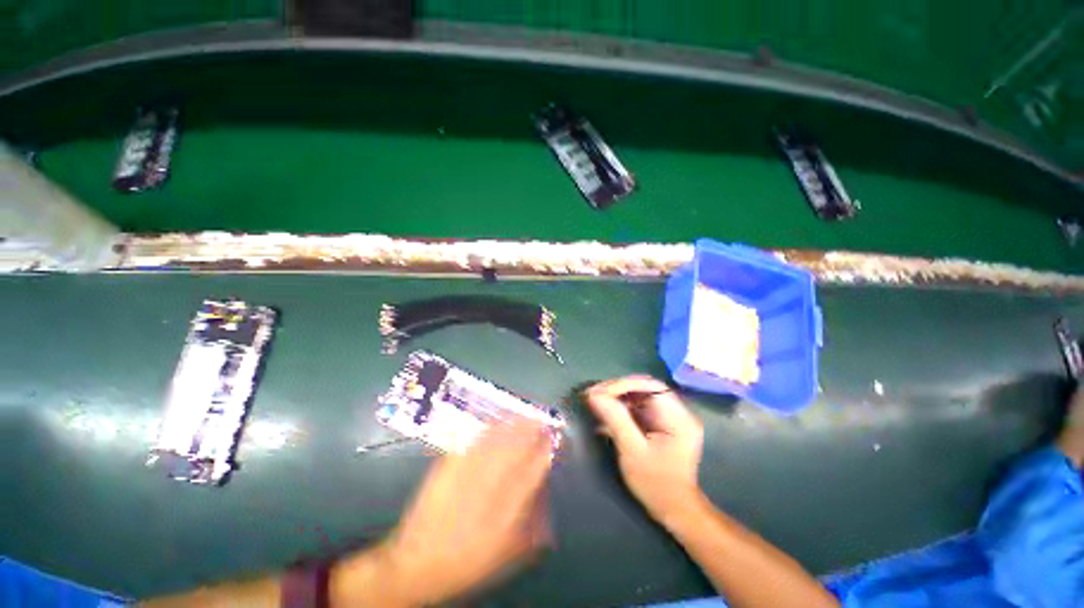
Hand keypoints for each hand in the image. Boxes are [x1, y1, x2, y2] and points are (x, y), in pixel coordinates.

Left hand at [369, 420, 553, 605]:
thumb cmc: (468, 562)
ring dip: (514, 425)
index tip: (554, 438)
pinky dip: (490, 428)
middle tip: (541, 420)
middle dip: (532, 431)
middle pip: (518, 447)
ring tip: (524, 416)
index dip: (546, 450)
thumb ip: (531, 528)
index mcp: (509, 507)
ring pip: (498, 439)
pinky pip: (475, 440)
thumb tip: (545, 501)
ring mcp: (469, 470)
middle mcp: (492, 483)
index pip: (535, 469)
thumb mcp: (507, 554)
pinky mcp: (451, 464)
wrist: (418, 563)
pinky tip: (497, 422)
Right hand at [587, 376, 703, 523]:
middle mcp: (678, 411)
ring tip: (595, 401)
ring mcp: (670, 416)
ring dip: (616, 397)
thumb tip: (594, 395)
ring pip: (639, 395)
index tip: (599, 392)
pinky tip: (605, 413)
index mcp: (678, 417)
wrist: (673, 509)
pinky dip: (621, 407)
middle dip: (617, 389)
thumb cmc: (655, 483)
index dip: (623, 385)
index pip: (650, 385)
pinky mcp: (661, 423)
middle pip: (644, 388)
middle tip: (593, 395)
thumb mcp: (632, 451)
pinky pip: (638, 406)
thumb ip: (615, 419)